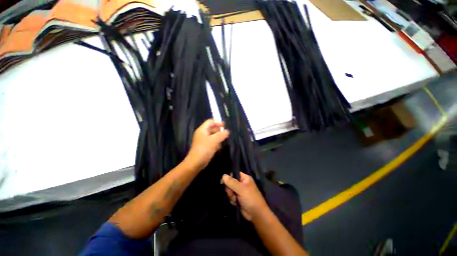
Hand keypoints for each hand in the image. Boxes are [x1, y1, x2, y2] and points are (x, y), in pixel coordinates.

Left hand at [185, 119, 229, 169]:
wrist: (196, 162)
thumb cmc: (205, 149)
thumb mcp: (215, 140)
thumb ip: (222, 134)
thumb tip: (227, 131)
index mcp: (202, 130)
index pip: (210, 122)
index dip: (217, 122)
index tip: (224, 126)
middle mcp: (202, 133)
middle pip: (211, 128)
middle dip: (219, 130)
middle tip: (225, 133)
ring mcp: (203, 140)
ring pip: (212, 135)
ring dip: (218, 137)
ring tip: (223, 139)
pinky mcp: (204, 146)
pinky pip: (211, 141)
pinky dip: (215, 142)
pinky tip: (219, 146)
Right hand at [222, 172, 269, 221]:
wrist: (256, 215)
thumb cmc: (250, 198)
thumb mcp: (241, 189)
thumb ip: (231, 182)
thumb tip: (223, 175)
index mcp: (245, 178)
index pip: (234, 173)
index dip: (228, 177)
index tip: (222, 181)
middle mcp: (242, 183)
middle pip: (230, 182)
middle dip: (229, 188)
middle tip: (231, 192)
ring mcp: (240, 191)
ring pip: (230, 190)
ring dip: (231, 195)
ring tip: (235, 199)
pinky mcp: (238, 199)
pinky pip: (231, 196)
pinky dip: (232, 200)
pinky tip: (235, 203)